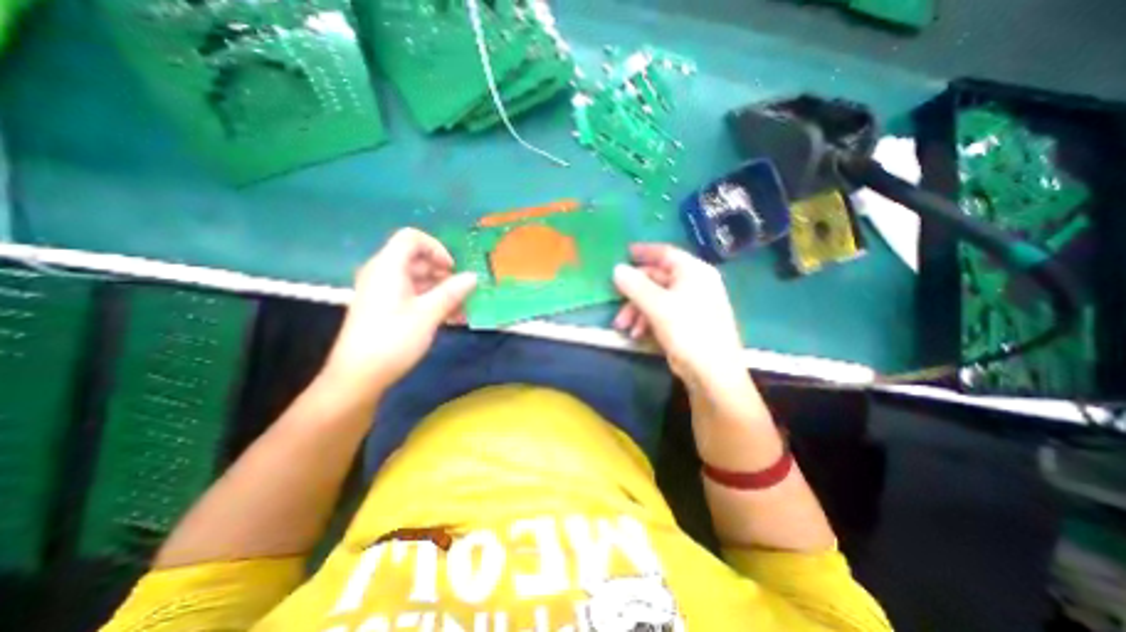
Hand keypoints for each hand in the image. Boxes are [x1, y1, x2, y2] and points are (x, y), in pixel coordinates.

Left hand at [320, 227, 472, 398]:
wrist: (358, 376)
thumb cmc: (393, 339)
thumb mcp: (428, 314)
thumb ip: (452, 292)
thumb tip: (473, 276)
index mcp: (388, 267)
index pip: (412, 238)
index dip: (436, 248)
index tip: (453, 269)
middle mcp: (383, 273)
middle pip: (417, 259)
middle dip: (444, 273)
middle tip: (462, 292)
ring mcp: (383, 291)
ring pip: (417, 279)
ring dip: (441, 290)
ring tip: (461, 309)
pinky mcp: (385, 307)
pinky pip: (412, 294)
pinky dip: (431, 301)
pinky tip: (449, 317)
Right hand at [611, 244, 744, 381]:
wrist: (711, 372)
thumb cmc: (688, 331)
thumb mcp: (657, 306)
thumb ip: (635, 285)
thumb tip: (617, 269)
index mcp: (693, 272)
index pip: (666, 253)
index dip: (644, 251)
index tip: (625, 252)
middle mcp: (694, 284)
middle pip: (656, 279)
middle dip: (633, 293)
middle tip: (616, 303)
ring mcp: (691, 304)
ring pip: (656, 298)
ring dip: (637, 310)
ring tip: (624, 327)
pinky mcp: (686, 322)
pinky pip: (661, 313)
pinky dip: (647, 320)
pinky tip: (637, 334)